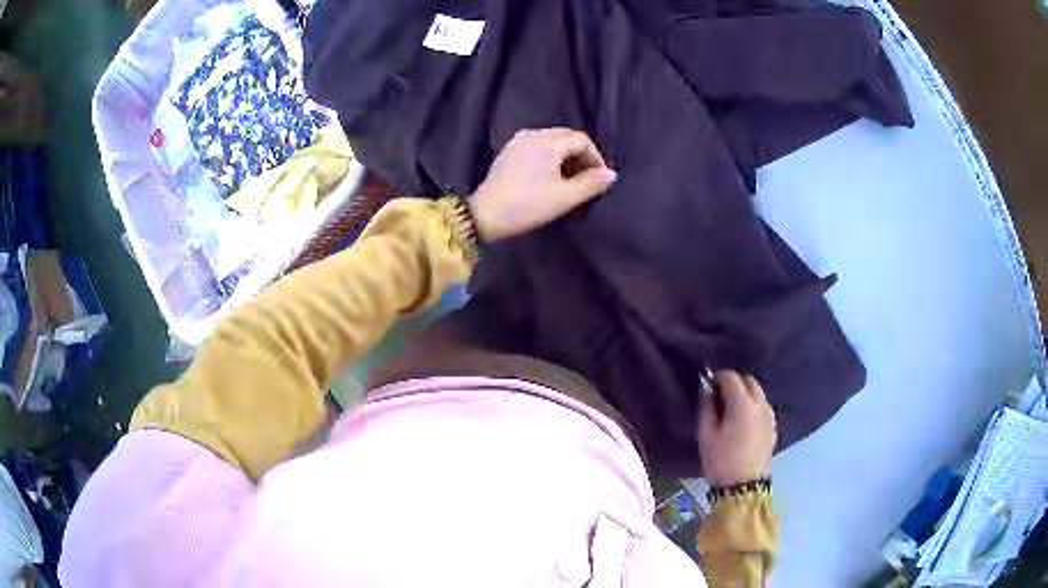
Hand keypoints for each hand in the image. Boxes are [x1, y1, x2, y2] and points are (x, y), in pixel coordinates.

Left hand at [467, 128, 616, 241]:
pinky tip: (550, 176)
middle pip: (566, 137)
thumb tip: (612, 175)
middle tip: (587, 179)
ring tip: (571, 179)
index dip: (595, 158)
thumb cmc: (527, 206)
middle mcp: (533, 135)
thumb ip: (591, 184)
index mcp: (548, 142)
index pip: (581, 140)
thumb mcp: (564, 198)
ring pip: (552, 140)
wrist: (485, 215)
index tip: (599, 179)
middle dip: (581, 156)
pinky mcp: (508, 151)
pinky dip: (550, 156)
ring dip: (566, 156)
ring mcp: (518, 141)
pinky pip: (537, 145)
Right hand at [698, 371, 776, 487]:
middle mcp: (761, 404)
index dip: (717, 377)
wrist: (744, 488)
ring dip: (745, 394)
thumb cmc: (721, 461)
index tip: (708, 386)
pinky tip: (743, 422)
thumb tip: (707, 390)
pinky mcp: (773, 428)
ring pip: (758, 393)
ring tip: (731, 410)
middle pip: (749, 381)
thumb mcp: (706, 435)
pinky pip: (763, 407)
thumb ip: (706, 408)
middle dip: (734, 383)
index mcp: (743, 404)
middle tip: (719, 396)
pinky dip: (753, 406)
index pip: (731, 377)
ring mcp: (770, 416)